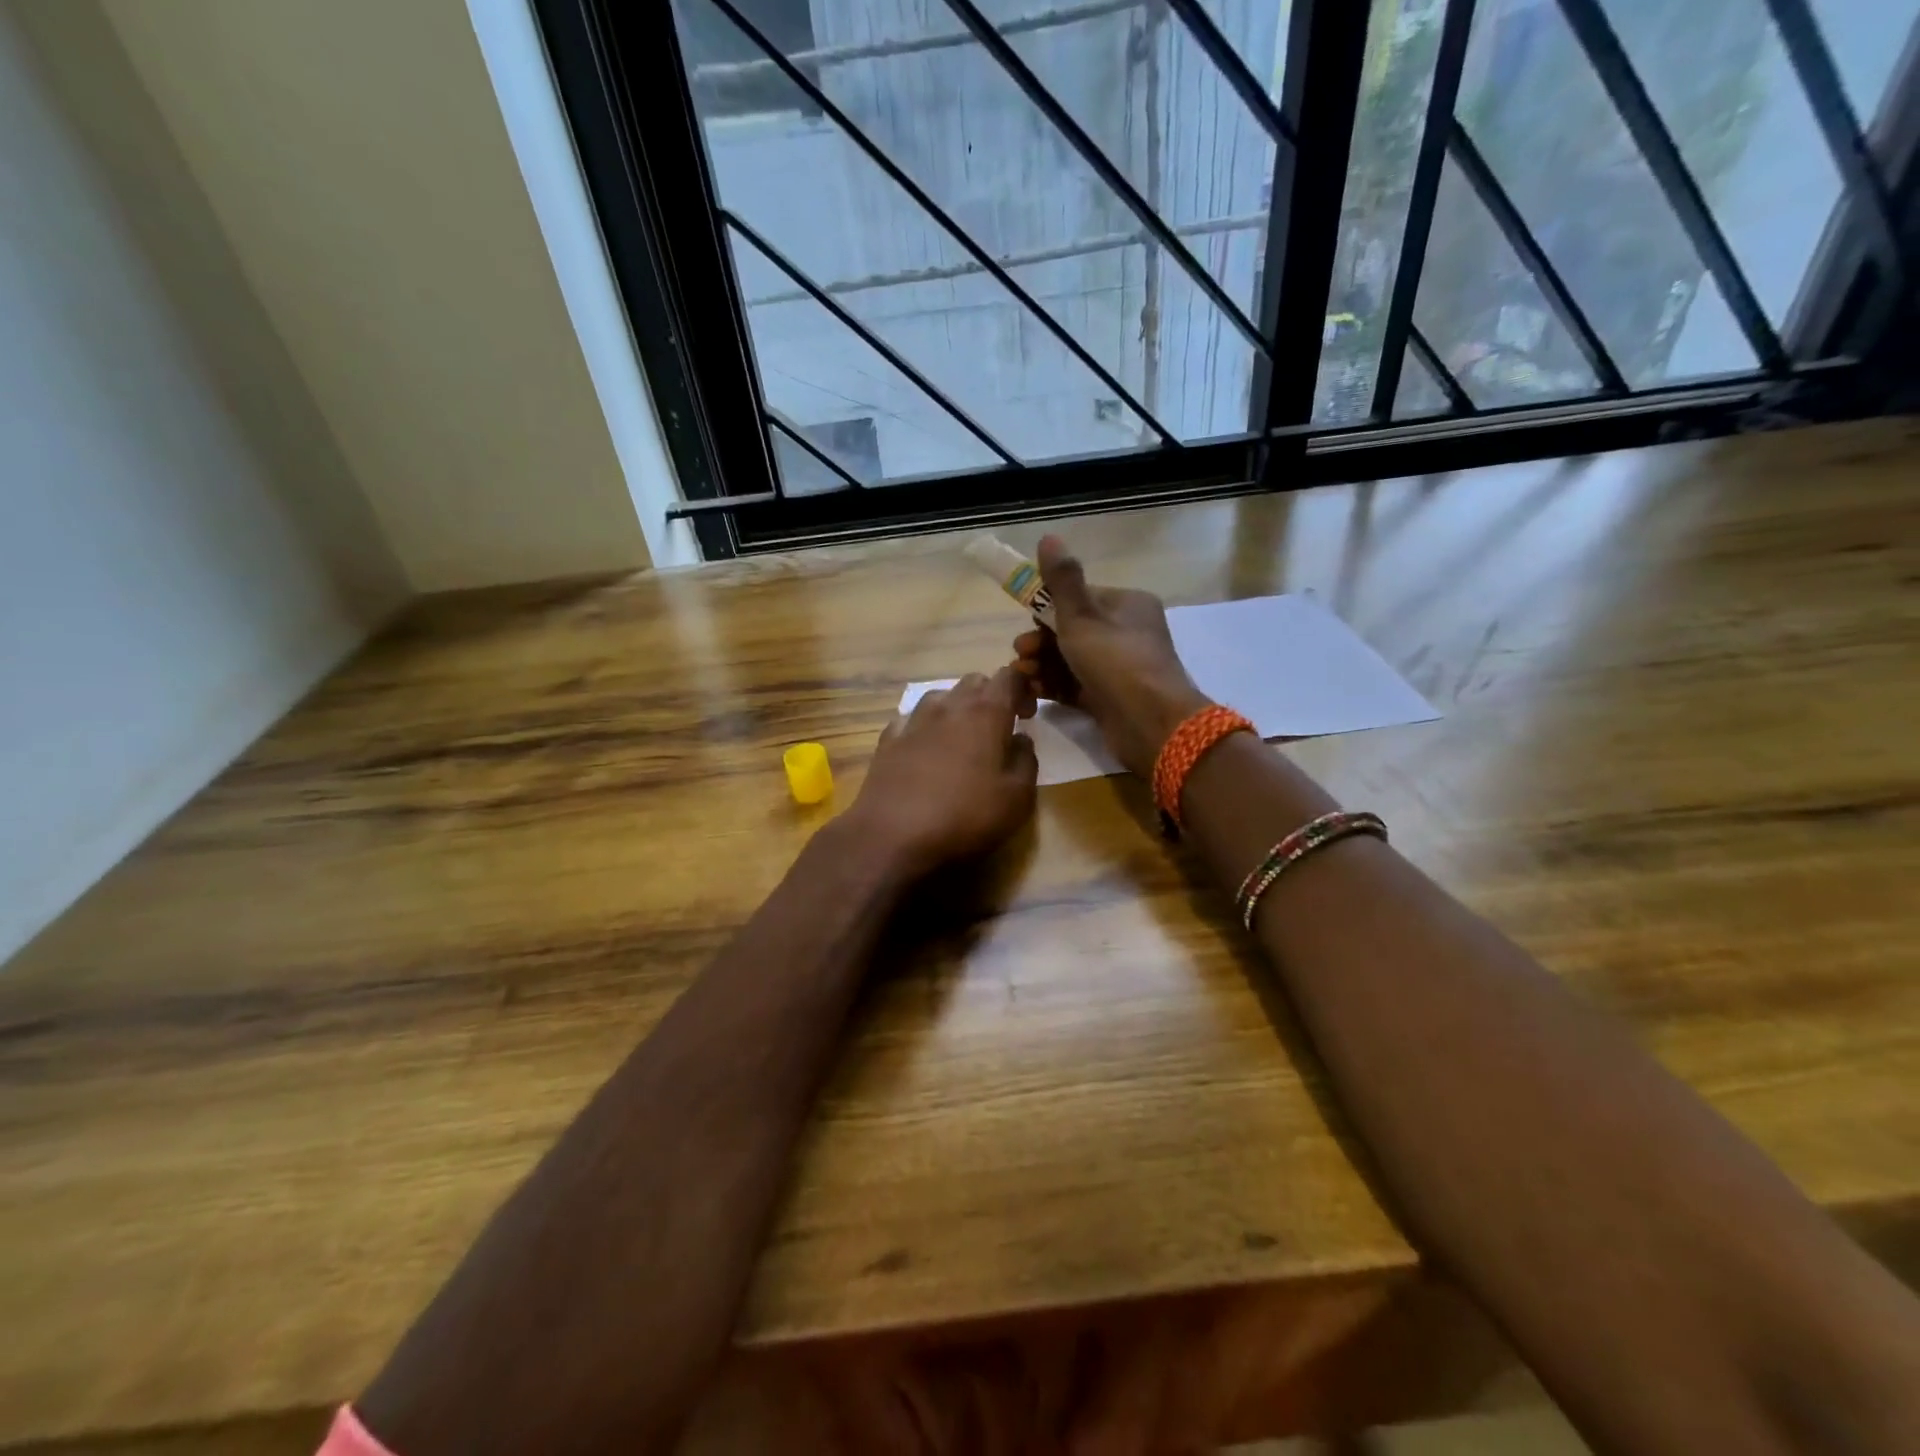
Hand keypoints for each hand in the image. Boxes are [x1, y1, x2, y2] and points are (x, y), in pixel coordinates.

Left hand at [848, 667, 1038, 876]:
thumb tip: (1021, 740)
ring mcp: (914, 721)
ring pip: (940, 696)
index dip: (1023, 688)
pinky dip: (925, 726)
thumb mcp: (1017, 798)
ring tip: (963, 737)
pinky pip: (912, 719)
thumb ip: (1026, 762)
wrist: (893, 835)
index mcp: (986, 713)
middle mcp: (949, 707)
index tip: (1027, 715)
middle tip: (1000, 728)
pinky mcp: (888, 740)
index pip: (1009, 677)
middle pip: (974, 682)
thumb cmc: (965, 816)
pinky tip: (926, 748)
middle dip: (991, 696)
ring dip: (957, 708)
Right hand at [1011, 536, 1211, 778]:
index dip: (1049, 610)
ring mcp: (1119, 668)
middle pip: (1073, 630)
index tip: (1027, 624)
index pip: (1081, 598)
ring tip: (1022, 675)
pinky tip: (1033, 691)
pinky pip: (1076, 685)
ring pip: (1071, 660)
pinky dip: (1054, 686)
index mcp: (1127, 605)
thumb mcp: (1082, 617)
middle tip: (1020, 655)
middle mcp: (1126, 633)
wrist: (1151, 724)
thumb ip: (1062, 580)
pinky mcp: (1110, 698)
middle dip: (1041, 641)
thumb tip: (1049, 537)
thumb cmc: (1116, 661)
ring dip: (1042, 664)